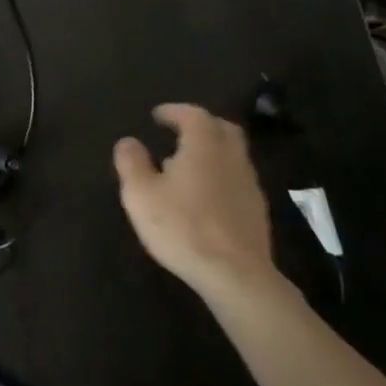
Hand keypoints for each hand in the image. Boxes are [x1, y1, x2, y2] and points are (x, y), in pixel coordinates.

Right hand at [113, 103, 278, 303]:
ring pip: (233, 155)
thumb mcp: (141, 194)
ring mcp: (249, 184)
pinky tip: (205, 195)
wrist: (235, 274)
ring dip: (212, 151)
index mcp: (204, 146)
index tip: (157, 115)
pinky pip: (237, 179)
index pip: (194, 115)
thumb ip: (132, 163)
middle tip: (179, 131)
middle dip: (201, 125)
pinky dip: (220, 175)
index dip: (175, 111)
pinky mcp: (257, 210)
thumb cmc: (182, 227)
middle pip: (222, 129)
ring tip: (187, 165)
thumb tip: (128, 141)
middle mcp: (231, 158)